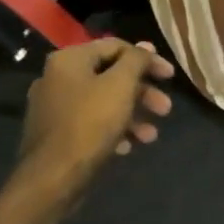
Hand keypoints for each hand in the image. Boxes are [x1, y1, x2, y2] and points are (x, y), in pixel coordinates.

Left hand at [18, 39, 173, 203]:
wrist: (53, 177)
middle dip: (142, 93)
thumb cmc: (90, 124)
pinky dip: (113, 130)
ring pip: (103, 102)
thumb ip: (136, 61)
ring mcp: (54, 107)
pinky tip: (128, 146)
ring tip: (151, 136)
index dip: (147, 59)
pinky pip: (91, 123)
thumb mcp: (120, 86)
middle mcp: (58, 78)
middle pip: (110, 76)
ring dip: (132, 115)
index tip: (170, 76)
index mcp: (70, 60)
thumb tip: (145, 46)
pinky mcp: (56, 133)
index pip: (115, 47)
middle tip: (166, 109)